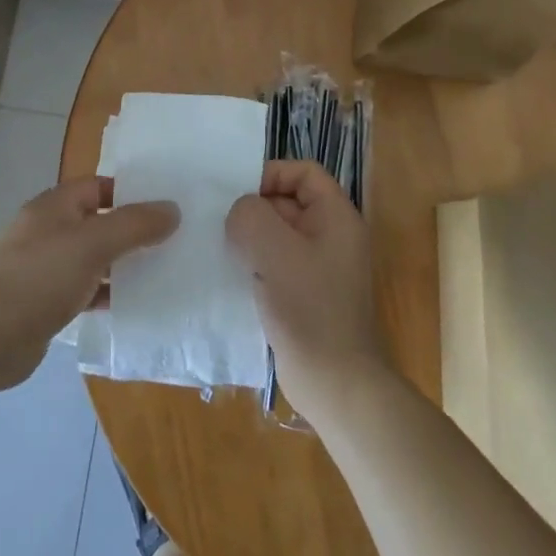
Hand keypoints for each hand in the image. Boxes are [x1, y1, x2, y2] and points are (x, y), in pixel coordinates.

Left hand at [0, 177, 177, 390]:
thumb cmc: (41, 275)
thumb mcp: (94, 242)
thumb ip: (135, 225)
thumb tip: (173, 209)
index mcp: (55, 206)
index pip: (98, 186)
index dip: (129, 192)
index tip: (164, 206)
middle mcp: (49, 231)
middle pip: (97, 222)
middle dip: (131, 231)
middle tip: (172, 240)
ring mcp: (46, 268)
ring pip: (93, 259)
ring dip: (122, 265)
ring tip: (162, 272)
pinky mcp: (46, 303)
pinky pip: (84, 291)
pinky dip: (106, 295)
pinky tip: (134, 305)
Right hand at [226, 160, 388, 416]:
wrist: (335, 383)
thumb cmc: (309, 308)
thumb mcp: (274, 250)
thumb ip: (250, 215)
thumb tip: (240, 213)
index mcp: (336, 217)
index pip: (304, 172)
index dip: (271, 173)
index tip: (238, 193)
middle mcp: (332, 236)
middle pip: (288, 201)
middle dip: (254, 207)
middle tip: (219, 221)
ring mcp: (319, 268)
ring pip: (278, 234)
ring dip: (250, 237)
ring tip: (220, 246)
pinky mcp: (305, 294)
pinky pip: (276, 263)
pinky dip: (254, 263)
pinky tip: (229, 274)